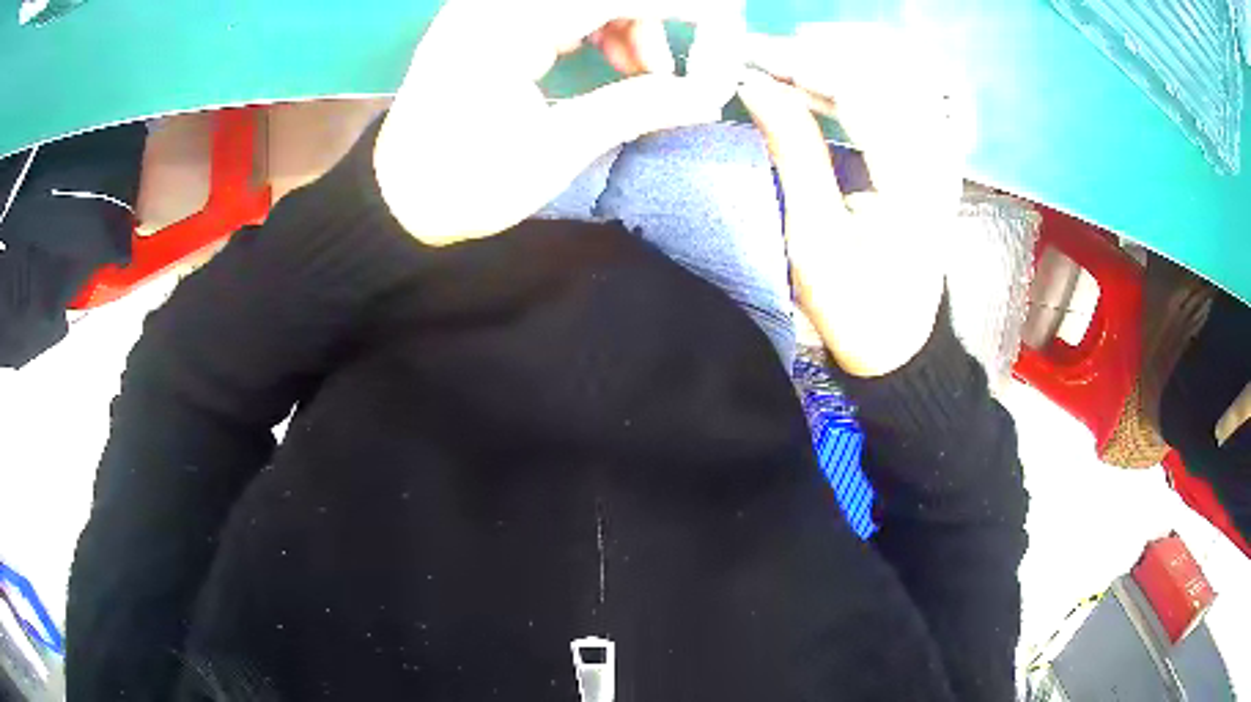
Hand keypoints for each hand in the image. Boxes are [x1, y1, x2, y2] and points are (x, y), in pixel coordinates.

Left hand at [374, 0, 744, 245]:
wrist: (397, 199)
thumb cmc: (463, 185)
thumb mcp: (554, 151)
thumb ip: (637, 106)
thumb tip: (709, 91)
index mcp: (508, 21)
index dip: (698, 16)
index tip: (721, 66)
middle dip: (669, 19)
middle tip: (687, 73)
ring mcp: (500, 3)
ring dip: (642, 23)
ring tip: (652, 77)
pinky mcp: (503, 16)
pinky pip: (578, 6)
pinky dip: (614, 28)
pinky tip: (623, 64)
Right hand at [737, 24, 974, 376]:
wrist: (901, 338)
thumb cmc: (853, 303)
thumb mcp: (811, 240)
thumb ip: (791, 152)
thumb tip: (754, 85)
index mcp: (912, 186)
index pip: (863, 91)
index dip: (804, 63)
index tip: (752, 58)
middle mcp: (941, 159)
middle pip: (892, 67)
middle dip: (825, 48)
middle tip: (769, 51)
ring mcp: (948, 152)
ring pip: (913, 67)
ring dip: (855, 49)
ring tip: (802, 50)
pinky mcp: (943, 152)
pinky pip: (926, 85)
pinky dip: (887, 65)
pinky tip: (851, 67)